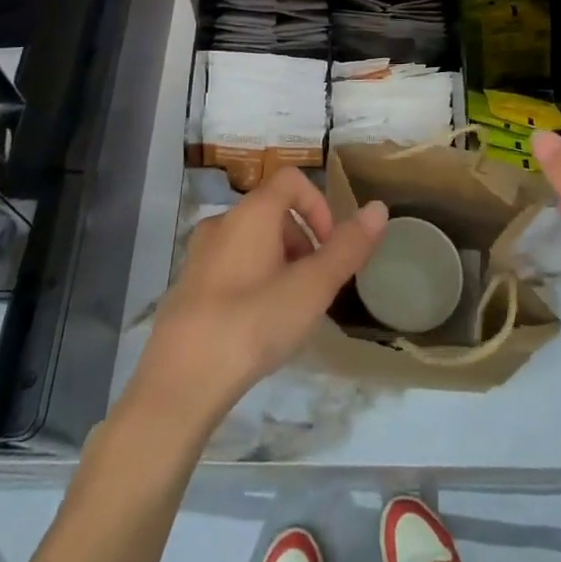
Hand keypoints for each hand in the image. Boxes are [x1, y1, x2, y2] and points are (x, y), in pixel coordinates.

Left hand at [131, 169, 387, 432]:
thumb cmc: (253, 323)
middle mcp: (222, 222)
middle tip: (315, 286)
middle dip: (303, 241)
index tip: (330, 247)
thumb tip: (379, 208)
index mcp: (251, 212)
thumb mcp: (312, 288)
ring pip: (252, 241)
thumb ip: (348, 247)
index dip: (319, 205)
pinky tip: (257, 327)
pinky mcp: (187, 287)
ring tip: (290, 310)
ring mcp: (199, 255)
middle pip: (273, 211)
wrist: (180, 382)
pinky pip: (231, 267)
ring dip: (280, 263)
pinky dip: (253, 281)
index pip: (292, 180)